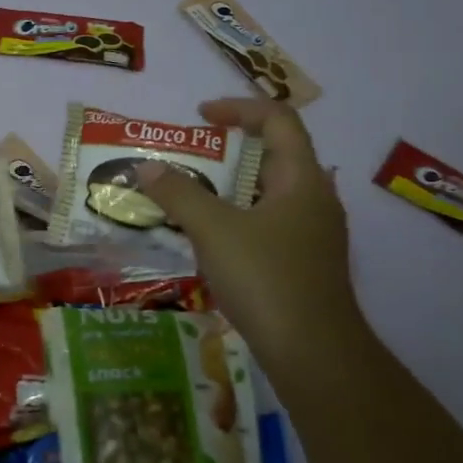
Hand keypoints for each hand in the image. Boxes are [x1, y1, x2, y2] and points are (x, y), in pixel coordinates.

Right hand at [137, 98, 363, 375]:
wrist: (314, 355)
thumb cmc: (266, 278)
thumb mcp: (213, 230)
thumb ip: (179, 193)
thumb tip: (146, 167)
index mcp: (302, 179)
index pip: (279, 120)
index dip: (238, 108)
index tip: (201, 116)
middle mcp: (316, 200)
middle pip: (277, 155)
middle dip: (232, 148)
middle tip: (192, 156)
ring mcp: (314, 235)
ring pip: (271, 193)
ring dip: (233, 186)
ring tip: (193, 196)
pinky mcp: (306, 264)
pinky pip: (270, 223)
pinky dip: (240, 218)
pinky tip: (212, 240)